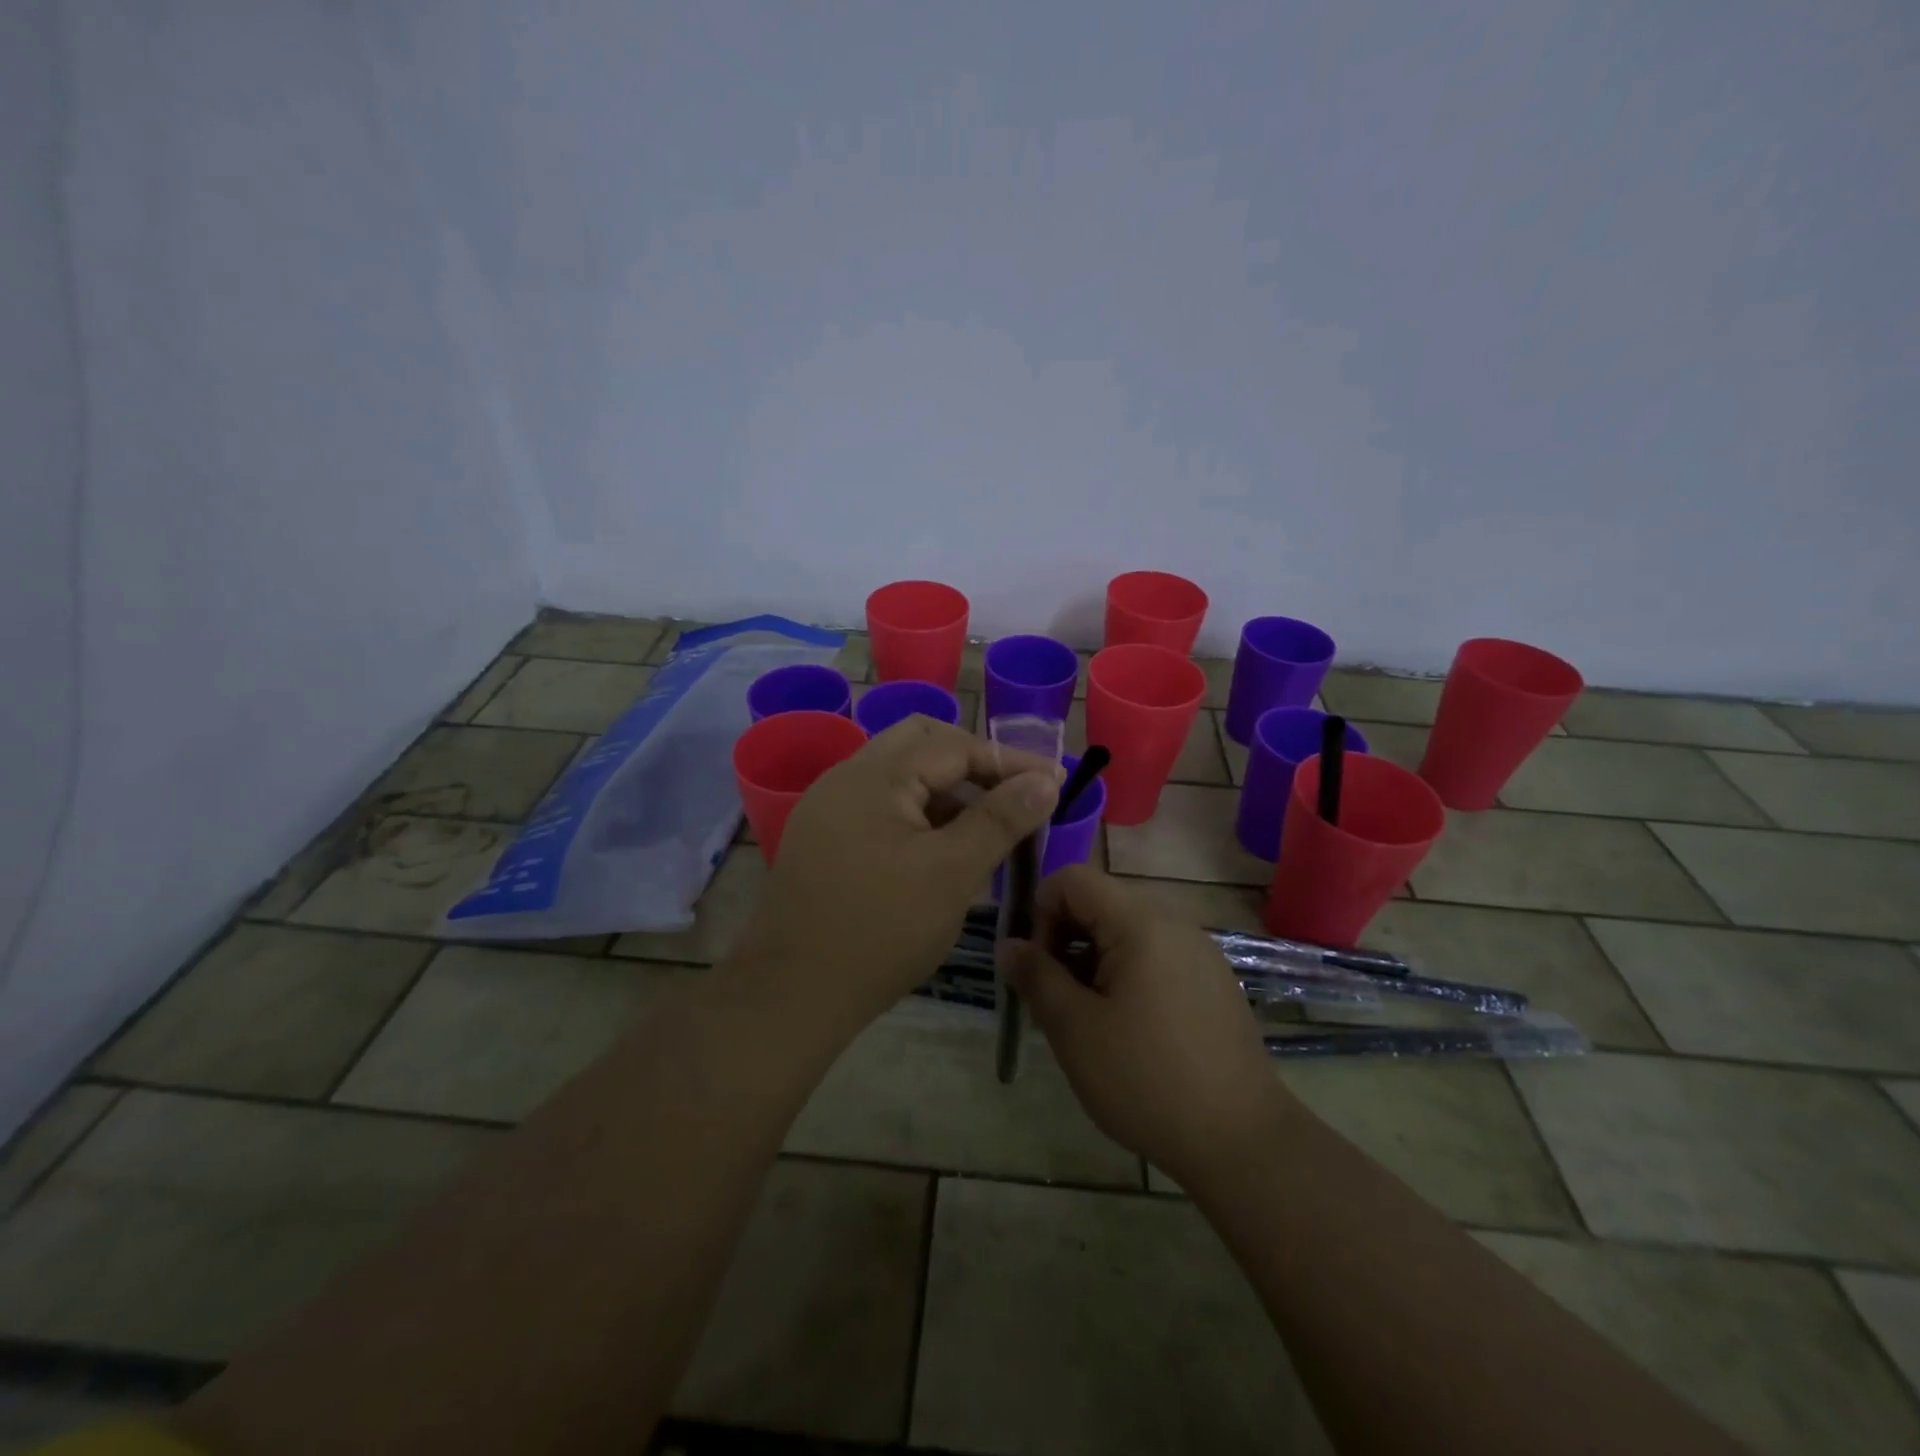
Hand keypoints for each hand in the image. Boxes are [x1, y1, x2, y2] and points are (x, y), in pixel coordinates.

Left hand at [736, 715, 1061, 1033]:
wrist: (792, 994)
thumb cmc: (880, 931)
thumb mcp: (952, 873)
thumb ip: (1000, 820)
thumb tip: (1044, 781)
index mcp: (874, 775)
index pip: (954, 746)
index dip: (1009, 761)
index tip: (1052, 782)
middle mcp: (846, 777)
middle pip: (921, 743)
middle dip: (973, 762)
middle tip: (1013, 794)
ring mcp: (829, 807)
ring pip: (901, 775)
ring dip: (947, 789)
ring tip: (986, 826)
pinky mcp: (824, 838)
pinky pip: (881, 805)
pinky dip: (920, 813)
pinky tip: (943, 848)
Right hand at [1008, 865, 1290, 1188]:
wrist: (1242, 1142)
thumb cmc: (1146, 1080)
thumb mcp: (1074, 1030)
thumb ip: (1036, 976)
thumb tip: (1008, 945)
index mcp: (1141, 923)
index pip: (1073, 879)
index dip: (1042, 912)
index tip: (1037, 967)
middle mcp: (1174, 924)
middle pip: (1100, 904)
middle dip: (1065, 941)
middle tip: (1055, 1000)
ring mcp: (1199, 953)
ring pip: (1126, 934)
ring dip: (1093, 963)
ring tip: (1088, 1022)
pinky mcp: (1213, 983)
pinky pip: (1155, 958)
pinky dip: (1126, 977)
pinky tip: (1128, 1033)